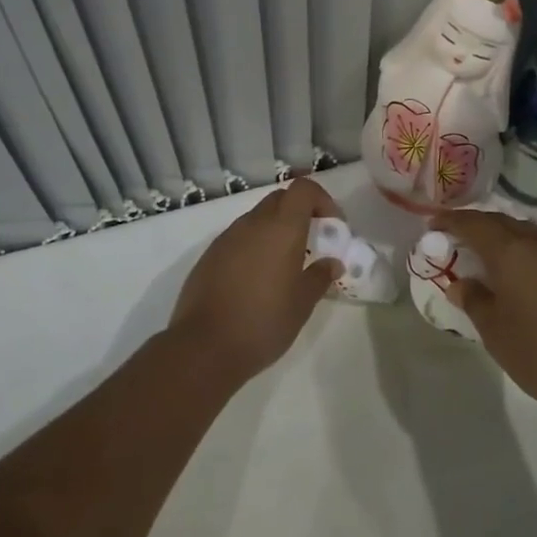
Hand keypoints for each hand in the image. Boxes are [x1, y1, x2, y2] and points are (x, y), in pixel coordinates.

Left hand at [169, 178, 342, 382]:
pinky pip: (238, 237)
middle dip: (299, 212)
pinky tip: (255, 278)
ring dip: (275, 229)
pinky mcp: (209, 255)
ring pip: (257, 218)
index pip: (303, 188)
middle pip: (280, 199)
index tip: (332, 225)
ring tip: (283, 264)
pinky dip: (253, 245)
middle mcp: (253, 223)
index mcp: (281, 228)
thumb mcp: (301, 304)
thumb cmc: (263, 322)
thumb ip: (320, 277)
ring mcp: (227, 237)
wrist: (204, 348)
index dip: (321, 199)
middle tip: (311, 241)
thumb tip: (332, 263)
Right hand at [435, 209, 536, 419]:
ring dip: (498, 235)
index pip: (472, 224)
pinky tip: (514, 271)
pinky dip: (518, 248)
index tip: (432, 226)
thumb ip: (473, 300)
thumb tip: (460, 283)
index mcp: (509, 251)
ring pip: (520, 231)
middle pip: (498, 221)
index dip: (450, 221)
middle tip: (453, 238)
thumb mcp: (494, 331)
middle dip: (473, 225)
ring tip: (482, 254)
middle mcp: (534, 242)